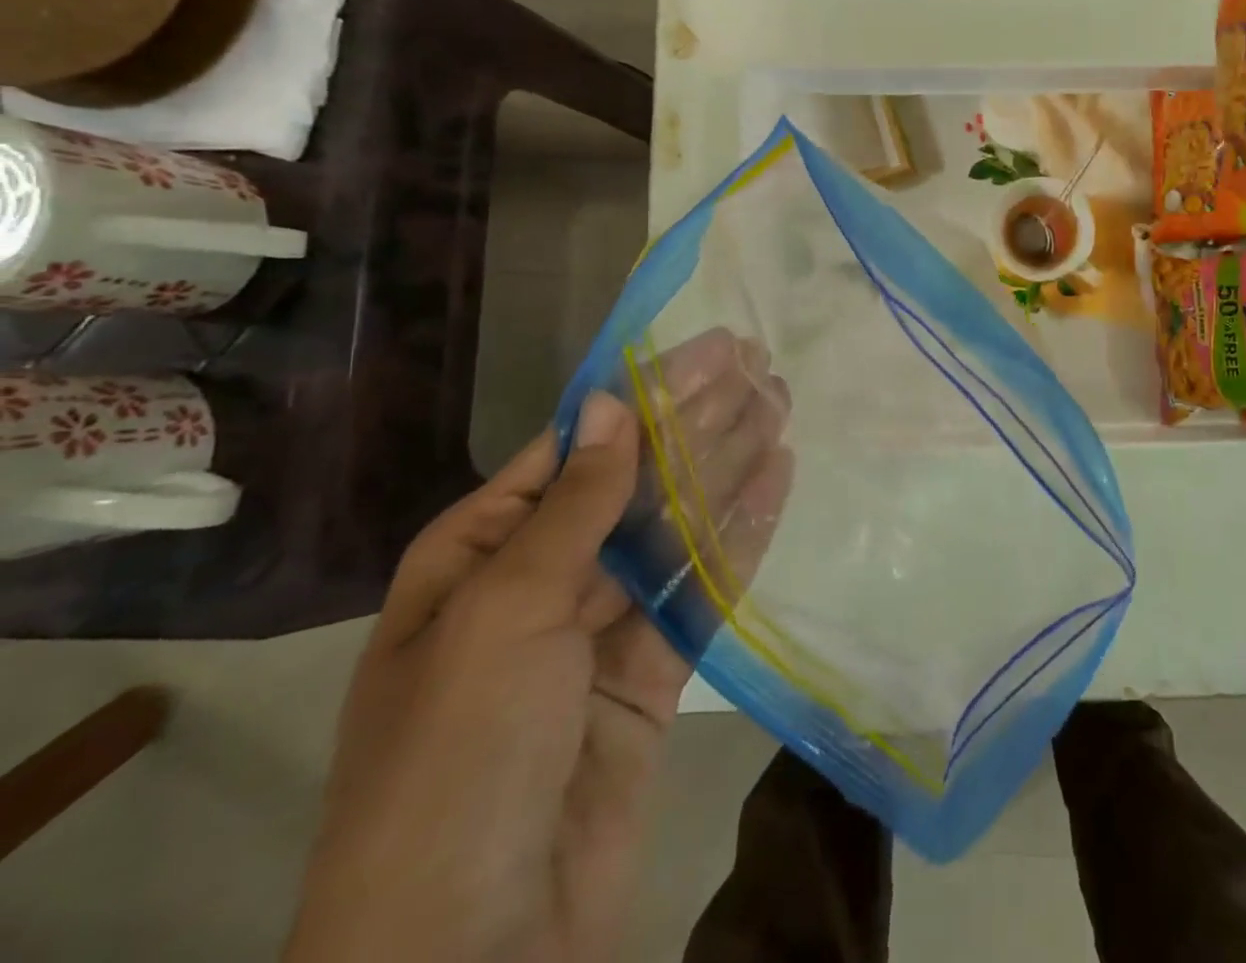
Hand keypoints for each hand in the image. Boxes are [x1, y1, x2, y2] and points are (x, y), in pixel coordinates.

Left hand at [285, 331, 791, 962]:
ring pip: (677, 527)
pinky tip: (778, 480)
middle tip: (760, 365)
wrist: (468, 956)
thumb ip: (573, 507)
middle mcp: (541, 580)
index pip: (578, 449)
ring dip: (728, 466)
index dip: (646, 395)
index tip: (710, 351)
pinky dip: (740, 536)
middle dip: (697, 422)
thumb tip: (610, 403)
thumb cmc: (456, 760)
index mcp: (479, 554)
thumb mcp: (503, 614)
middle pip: (635, 481)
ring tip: (781, 405)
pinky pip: (701, 589)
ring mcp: (600, 629)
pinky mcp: (652, 674)